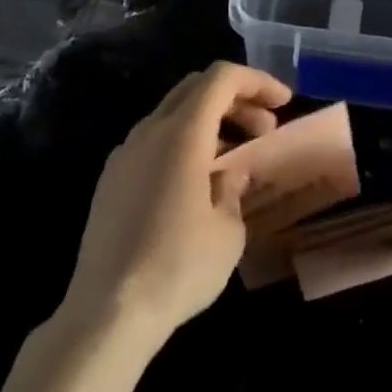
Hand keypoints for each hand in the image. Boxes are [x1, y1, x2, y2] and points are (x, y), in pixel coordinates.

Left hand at [61, 63, 291, 352]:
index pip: (222, 78)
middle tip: (265, 127)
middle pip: (196, 87)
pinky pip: (154, 140)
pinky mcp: (111, 179)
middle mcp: (150, 130)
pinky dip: (184, 142)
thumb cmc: (178, 267)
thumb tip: (231, 171)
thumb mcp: (227, 231)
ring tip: (236, 156)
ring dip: (209, 121)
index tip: (284, 103)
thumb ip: (234, 187)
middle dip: (236, 98)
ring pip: (173, 112)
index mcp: (182, 132)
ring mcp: (125, 153)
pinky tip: (197, 180)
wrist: (106, 313)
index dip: (257, 81)